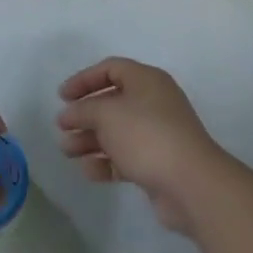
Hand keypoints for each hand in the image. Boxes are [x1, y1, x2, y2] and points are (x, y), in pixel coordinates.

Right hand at [57, 57, 230, 235]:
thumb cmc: (146, 135)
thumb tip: (69, 114)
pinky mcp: (157, 163)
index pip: (110, 69)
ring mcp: (157, 134)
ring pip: (116, 132)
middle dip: (84, 115)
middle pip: (112, 102)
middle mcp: (153, 102)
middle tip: (62, 127)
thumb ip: (83, 110)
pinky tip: (88, 171)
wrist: (191, 184)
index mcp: (146, 80)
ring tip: (67, 151)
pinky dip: (106, 162)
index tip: (62, 96)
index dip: (84, 79)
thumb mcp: (107, 114)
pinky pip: (126, 157)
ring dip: (90, 140)